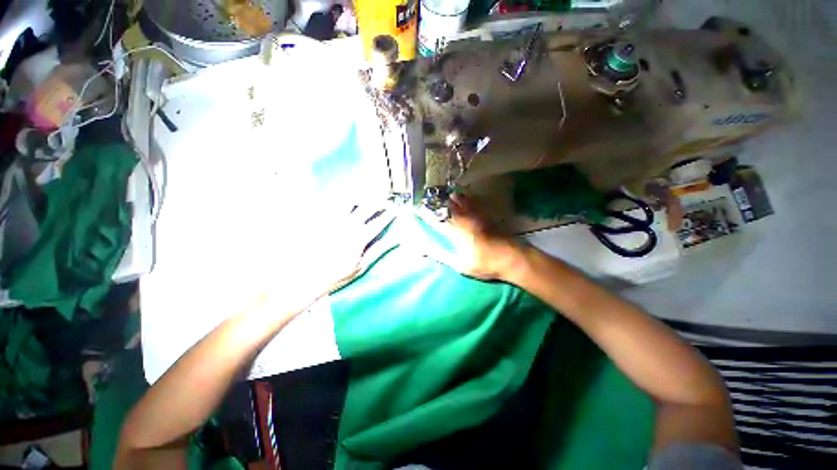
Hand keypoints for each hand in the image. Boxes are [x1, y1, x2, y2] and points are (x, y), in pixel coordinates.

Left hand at [245, 202, 394, 317]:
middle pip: (367, 206)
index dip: (390, 214)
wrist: (304, 277)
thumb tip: (396, 241)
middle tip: (385, 200)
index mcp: (360, 237)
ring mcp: (333, 220)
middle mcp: (348, 224)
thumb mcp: (362, 266)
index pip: (380, 221)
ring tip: (366, 195)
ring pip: (350, 200)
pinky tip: (343, 197)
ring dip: (361, 196)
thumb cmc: (336, 275)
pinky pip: (331, 203)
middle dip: (379, 201)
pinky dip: (340, 199)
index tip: (397, 209)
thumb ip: (379, 250)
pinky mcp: (319, 219)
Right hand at [423, 194, 524, 280]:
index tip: (414, 208)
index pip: (435, 217)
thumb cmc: (485, 264)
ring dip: (446, 197)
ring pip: (457, 199)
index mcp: (456, 230)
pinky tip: (457, 198)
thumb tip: (423, 251)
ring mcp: (475, 213)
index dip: (423, 212)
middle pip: (445, 204)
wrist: (512, 257)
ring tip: (437, 197)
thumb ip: (441, 256)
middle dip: (432, 201)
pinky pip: (469, 200)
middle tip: (423, 201)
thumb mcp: (460, 265)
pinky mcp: (483, 213)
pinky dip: (460, 198)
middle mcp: (464, 218)